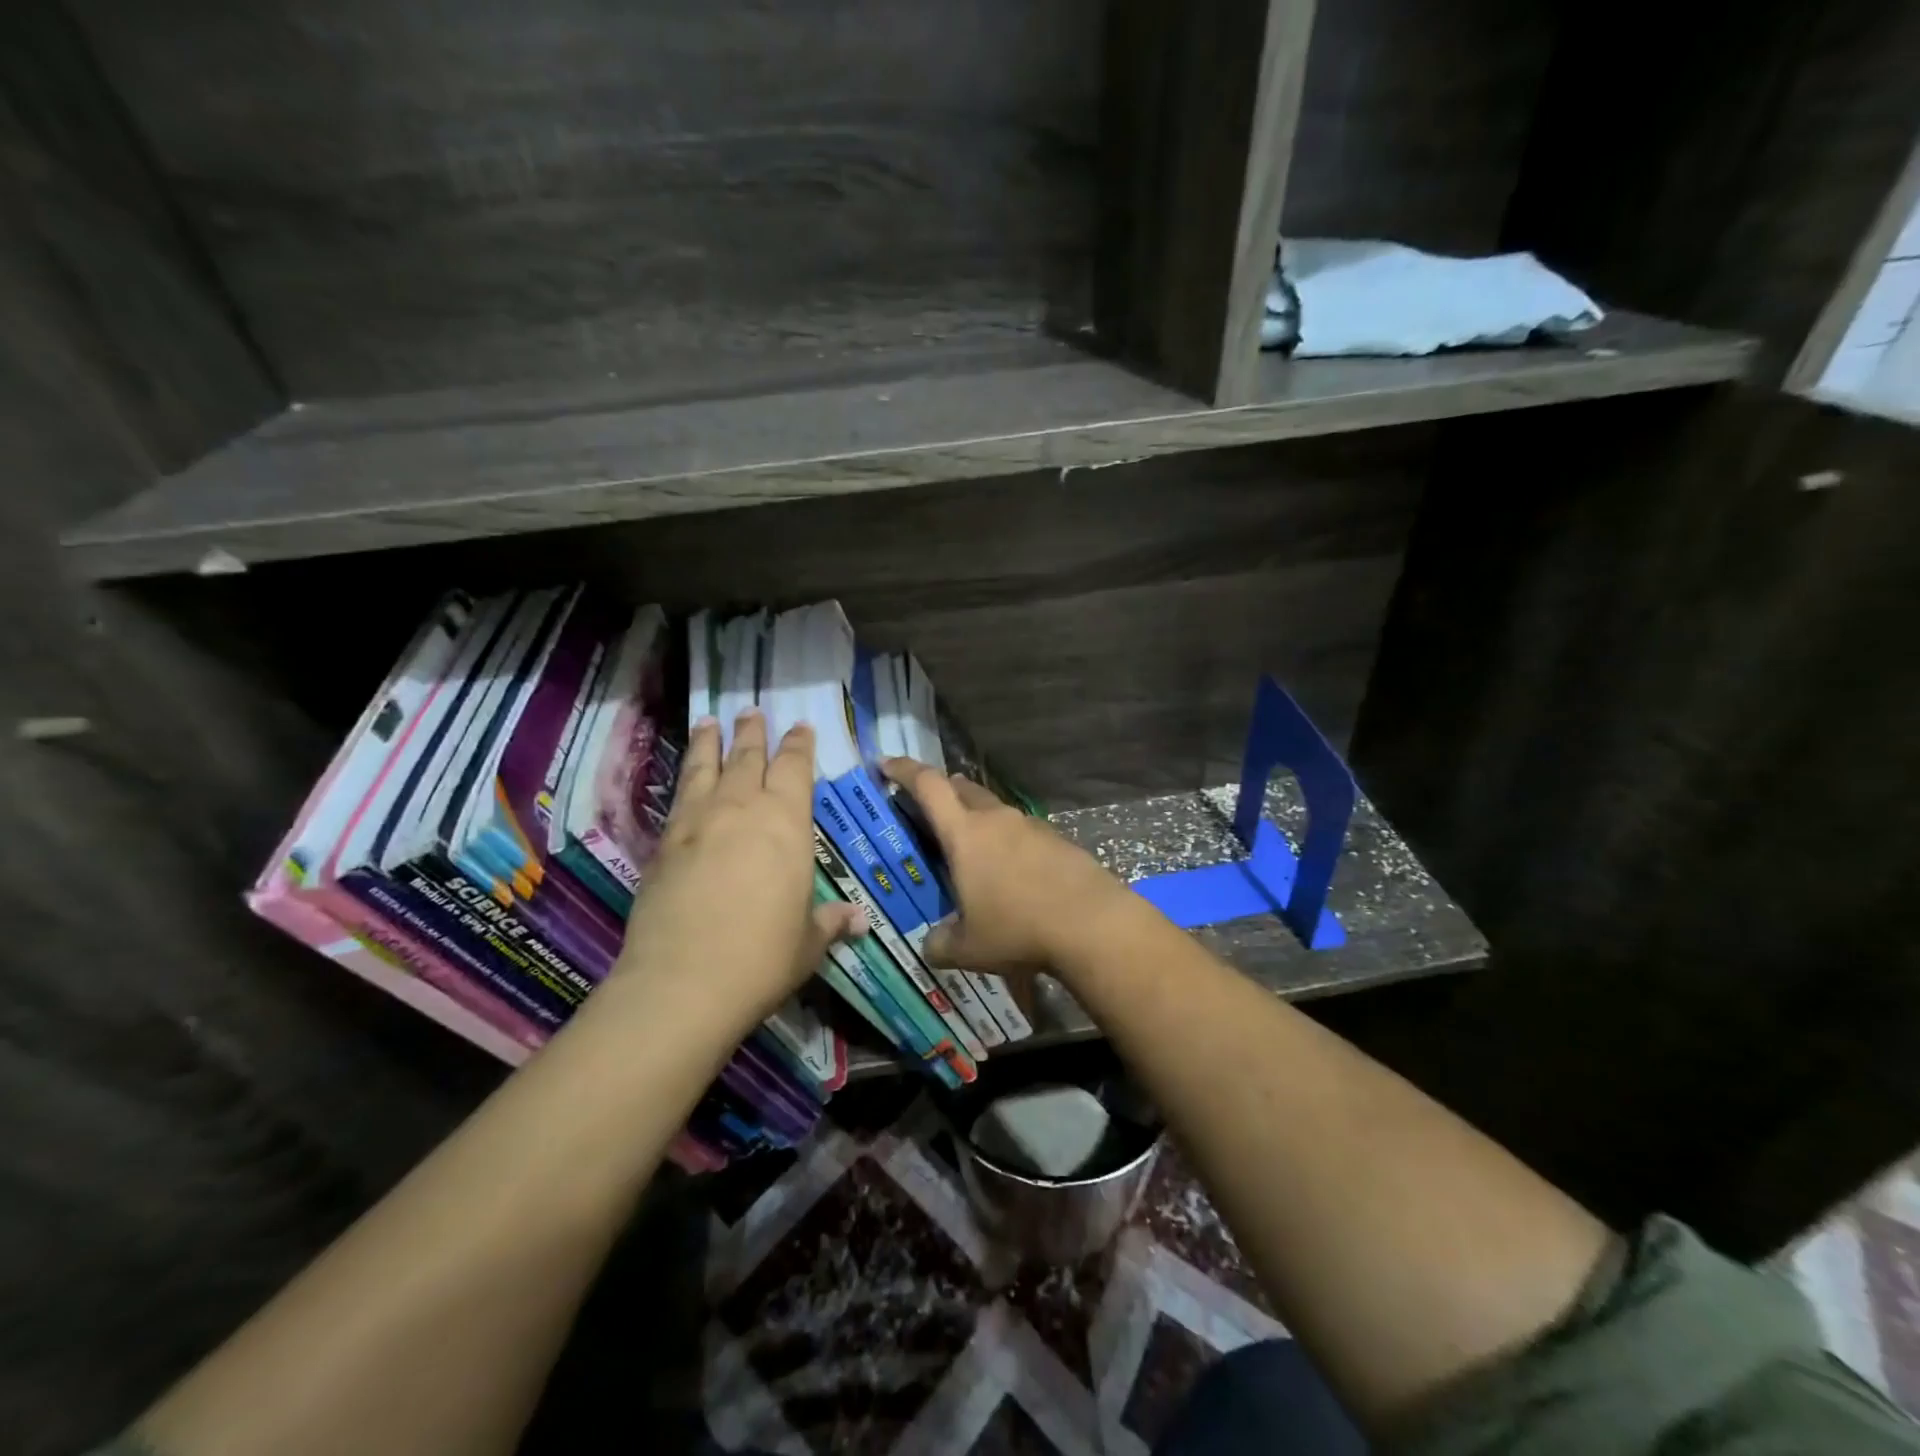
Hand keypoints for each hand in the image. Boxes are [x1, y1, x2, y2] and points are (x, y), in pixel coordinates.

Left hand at [610, 709, 864, 1035]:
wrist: (684, 981)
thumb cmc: (762, 957)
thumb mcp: (807, 941)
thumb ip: (830, 922)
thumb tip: (858, 921)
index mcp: (787, 824)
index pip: (795, 769)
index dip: (798, 745)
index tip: (799, 727)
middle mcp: (743, 809)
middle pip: (749, 757)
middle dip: (753, 732)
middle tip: (752, 711)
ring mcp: (699, 822)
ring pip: (706, 767)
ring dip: (710, 741)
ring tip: (709, 721)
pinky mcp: (664, 843)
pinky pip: (679, 796)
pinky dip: (684, 776)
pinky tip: (685, 776)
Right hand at [882, 758, 1133, 979]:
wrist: (1092, 924)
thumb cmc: (1018, 929)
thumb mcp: (968, 948)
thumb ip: (939, 943)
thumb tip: (931, 944)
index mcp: (965, 833)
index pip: (927, 786)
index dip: (903, 770)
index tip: (885, 764)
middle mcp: (996, 818)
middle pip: (962, 788)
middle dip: (941, 791)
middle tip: (927, 809)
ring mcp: (1030, 825)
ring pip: (994, 809)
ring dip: (976, 818)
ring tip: (970, 850)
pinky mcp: (1057, 839)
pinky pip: (1021, 830)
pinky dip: (1006, 840)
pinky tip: (1010, 872)